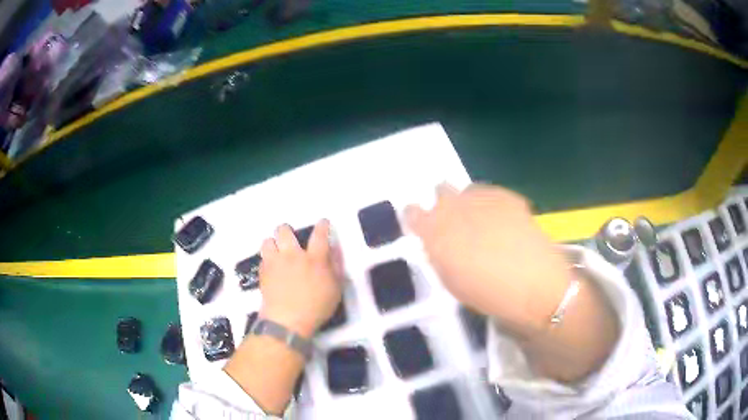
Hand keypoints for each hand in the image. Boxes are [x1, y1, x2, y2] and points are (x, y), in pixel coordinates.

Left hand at [258, 220, 342, 337]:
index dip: (322, 225)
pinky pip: (263, 258)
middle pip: (284, 231)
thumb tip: (335, 249)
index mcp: (314, 259)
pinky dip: (267, 260)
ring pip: (268, 241)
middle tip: (290, 239)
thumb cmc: (316, 307)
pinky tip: (272, 269)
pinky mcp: (263, 272)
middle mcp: (293, 255)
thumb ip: (336, 267)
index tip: (323, 222)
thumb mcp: (335, 289)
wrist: (287, 321)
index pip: (320, 235)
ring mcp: (275, 263)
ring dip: (273, 244)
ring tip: (277, 252)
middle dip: (286, 230)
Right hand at [405, 184, 573, 337]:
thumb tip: (436, 243)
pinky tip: (502, 223)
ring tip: (482, 223)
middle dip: (444, 204)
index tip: (422, 228)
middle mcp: (455, 208)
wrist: (534, 286)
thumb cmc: (488, 294)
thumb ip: (438, 256)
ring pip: (467, 190)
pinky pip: (491, 193)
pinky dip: (491, 204)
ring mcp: (483, 199)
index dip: (416, 218)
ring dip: (468, 203)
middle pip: (440, 190)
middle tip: (455, 225)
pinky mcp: (508, 197)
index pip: (412, 212)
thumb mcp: (451, 281)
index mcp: (436, 232)